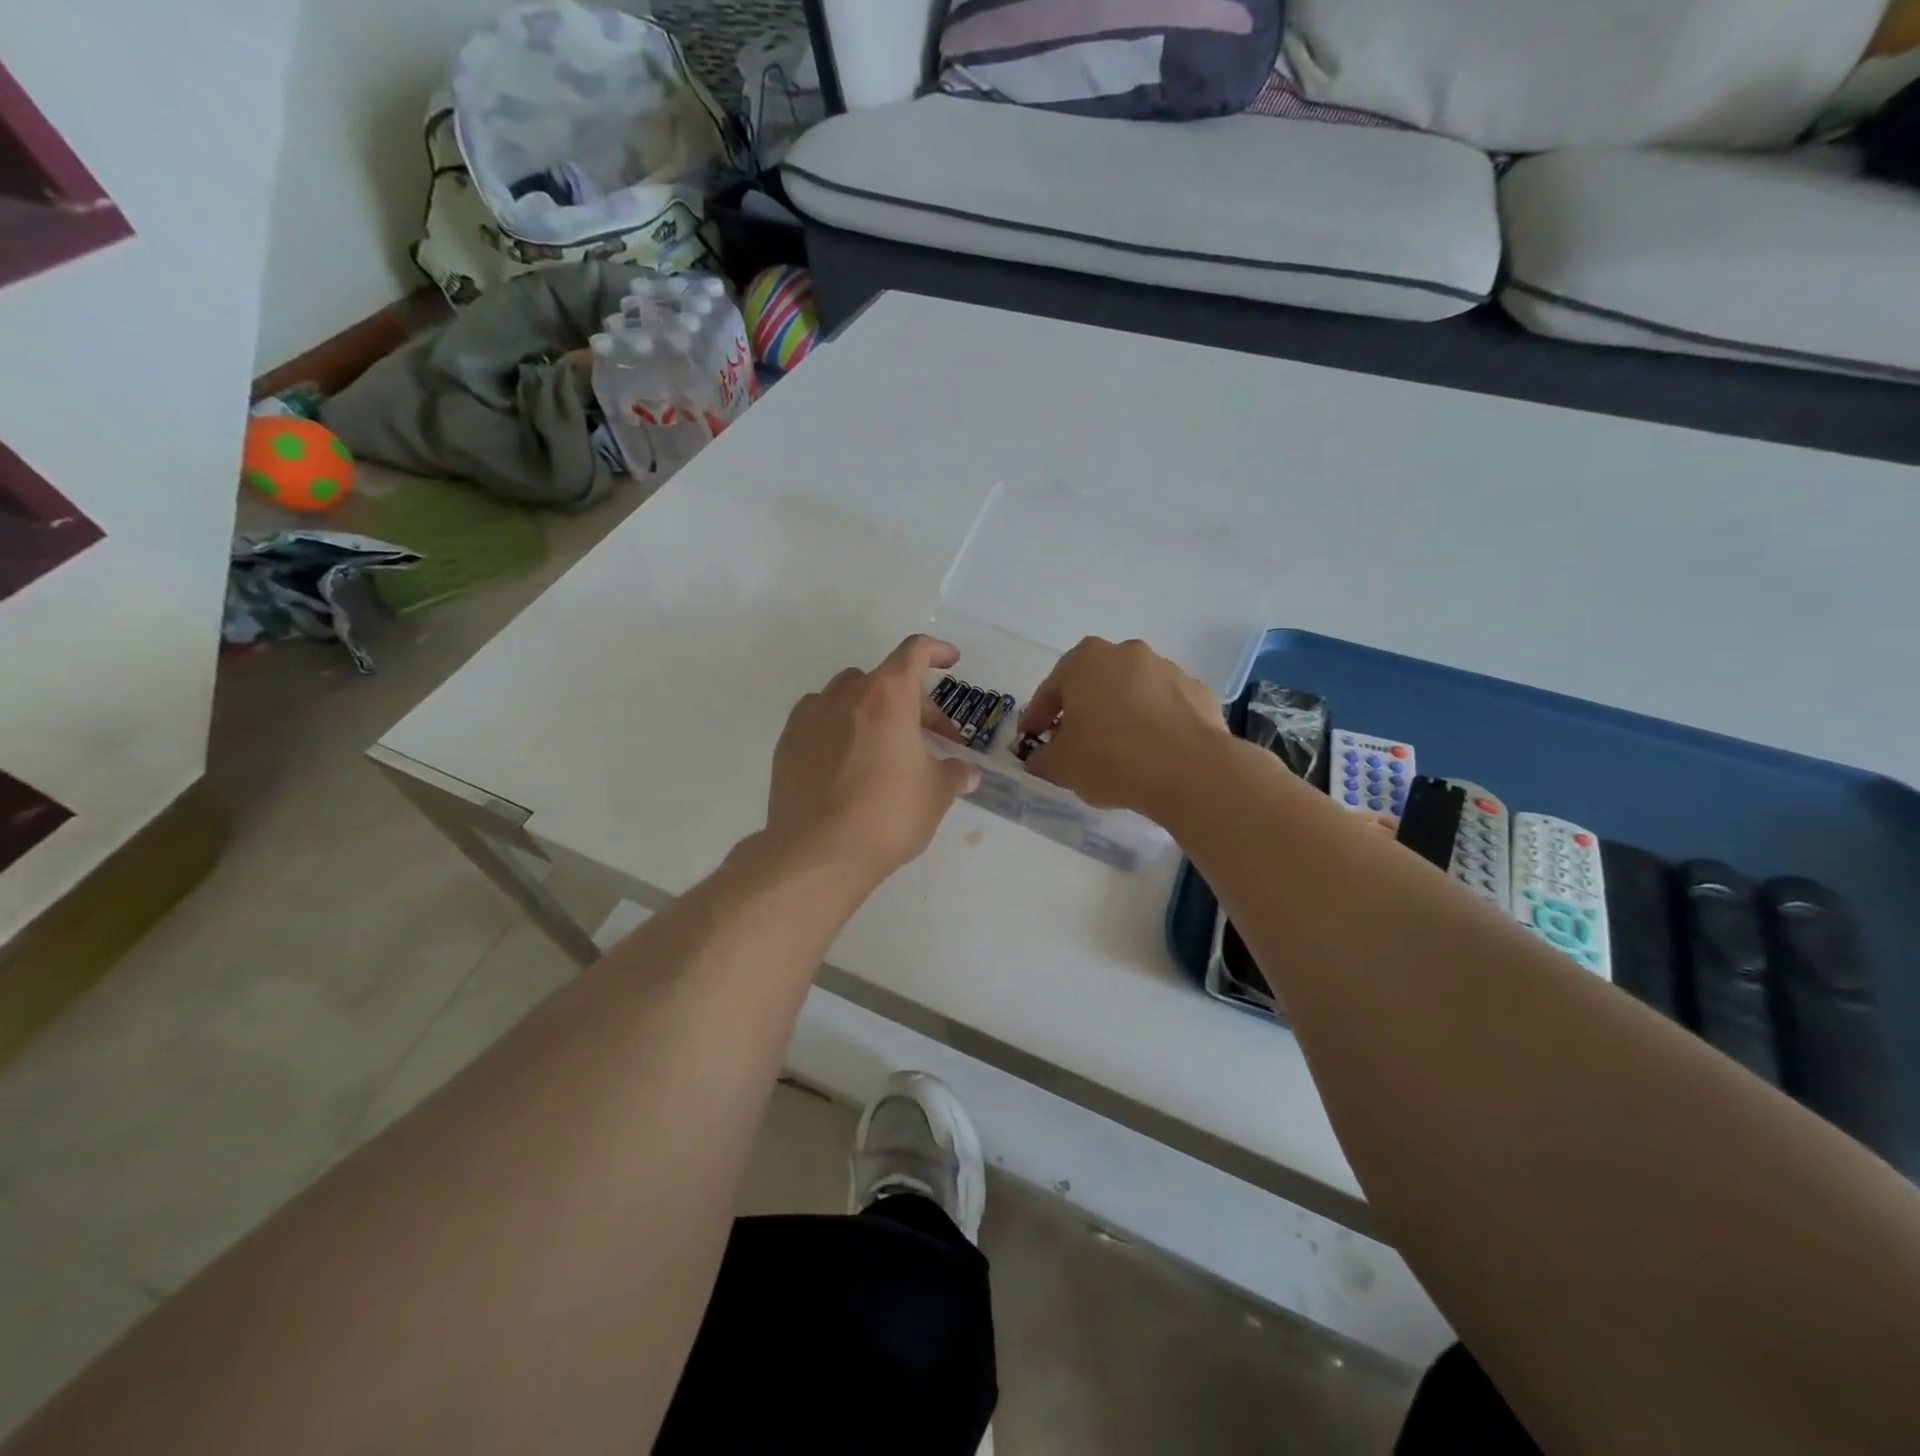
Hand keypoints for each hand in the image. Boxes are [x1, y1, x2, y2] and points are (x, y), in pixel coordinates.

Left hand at [764, 635, 979, 888]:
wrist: (816, 852)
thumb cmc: (887, 815)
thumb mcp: (934, 795)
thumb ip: (953, 775)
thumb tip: (966, 773)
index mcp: (888, 696)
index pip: (915, 652)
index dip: (936, 651)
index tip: (951, 660)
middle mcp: (846, 694)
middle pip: (885, 680)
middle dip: (913, 702)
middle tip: (931, 738)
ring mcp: (810, 716)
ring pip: (847, 695)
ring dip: (872, 709)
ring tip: (884, 744)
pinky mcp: (787, 743)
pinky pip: (818, 719)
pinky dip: (838, 726)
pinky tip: (846, 759)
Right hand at [1019, 637, 1229, 820]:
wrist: (1189, 770)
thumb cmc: (1110, 758)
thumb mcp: (1060, 766)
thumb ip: (1042, 758)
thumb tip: (1039, 758)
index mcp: (1085, 660)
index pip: (1050, 691)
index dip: (1037, 719)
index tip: (1032, 741)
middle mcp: (1126, 653)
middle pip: (1093, 685)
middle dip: (1082, 711)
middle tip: (1074, 744)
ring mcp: (1167, 669)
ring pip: (1131, 693)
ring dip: (1120, 715)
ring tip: (1118, 751)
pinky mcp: (1198, 692)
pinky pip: (1164, 708)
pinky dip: (1155, 724)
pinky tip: (1152, 753)